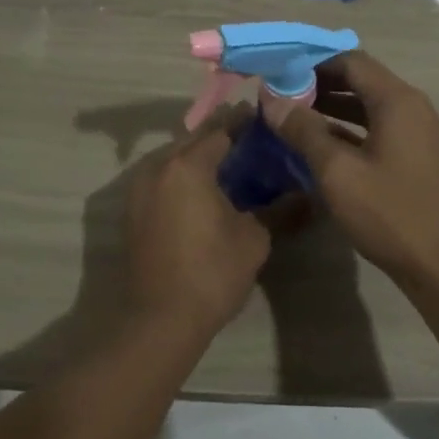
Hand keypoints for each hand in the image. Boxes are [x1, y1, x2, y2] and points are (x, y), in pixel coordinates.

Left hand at [124, 109, 275, 331]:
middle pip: (193, 140)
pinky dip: (182, 176)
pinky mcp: (133, 210)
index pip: (220, 130)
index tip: (264, 120)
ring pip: (173, 158)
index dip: (243, 123)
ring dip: (199, 156)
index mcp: (187, 166)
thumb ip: (278, 209)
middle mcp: (157, 168)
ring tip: (230, 164)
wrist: (160, 319)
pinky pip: (162, 179)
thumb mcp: (254, 239)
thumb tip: (306, 196)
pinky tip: (204, 190)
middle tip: (251, 140)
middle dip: (220, 136)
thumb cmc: (212, 272)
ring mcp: (139, 189)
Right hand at [269, 52, 438, 286]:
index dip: (312, 62)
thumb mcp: (338, 172)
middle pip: (362, 81)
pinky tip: (322, 147)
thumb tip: (271, 99)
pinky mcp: (419, 158)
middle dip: (320, 85)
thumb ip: (303, 130)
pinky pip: (380, 130)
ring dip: (334, 109)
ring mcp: (420, 134)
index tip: (279, 73)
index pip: (351, 61)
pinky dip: (351, 131)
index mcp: (397, 101)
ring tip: (294, 119)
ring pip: (370, 107)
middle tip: (281, 97)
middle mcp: (414, 108)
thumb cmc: (390, 214)